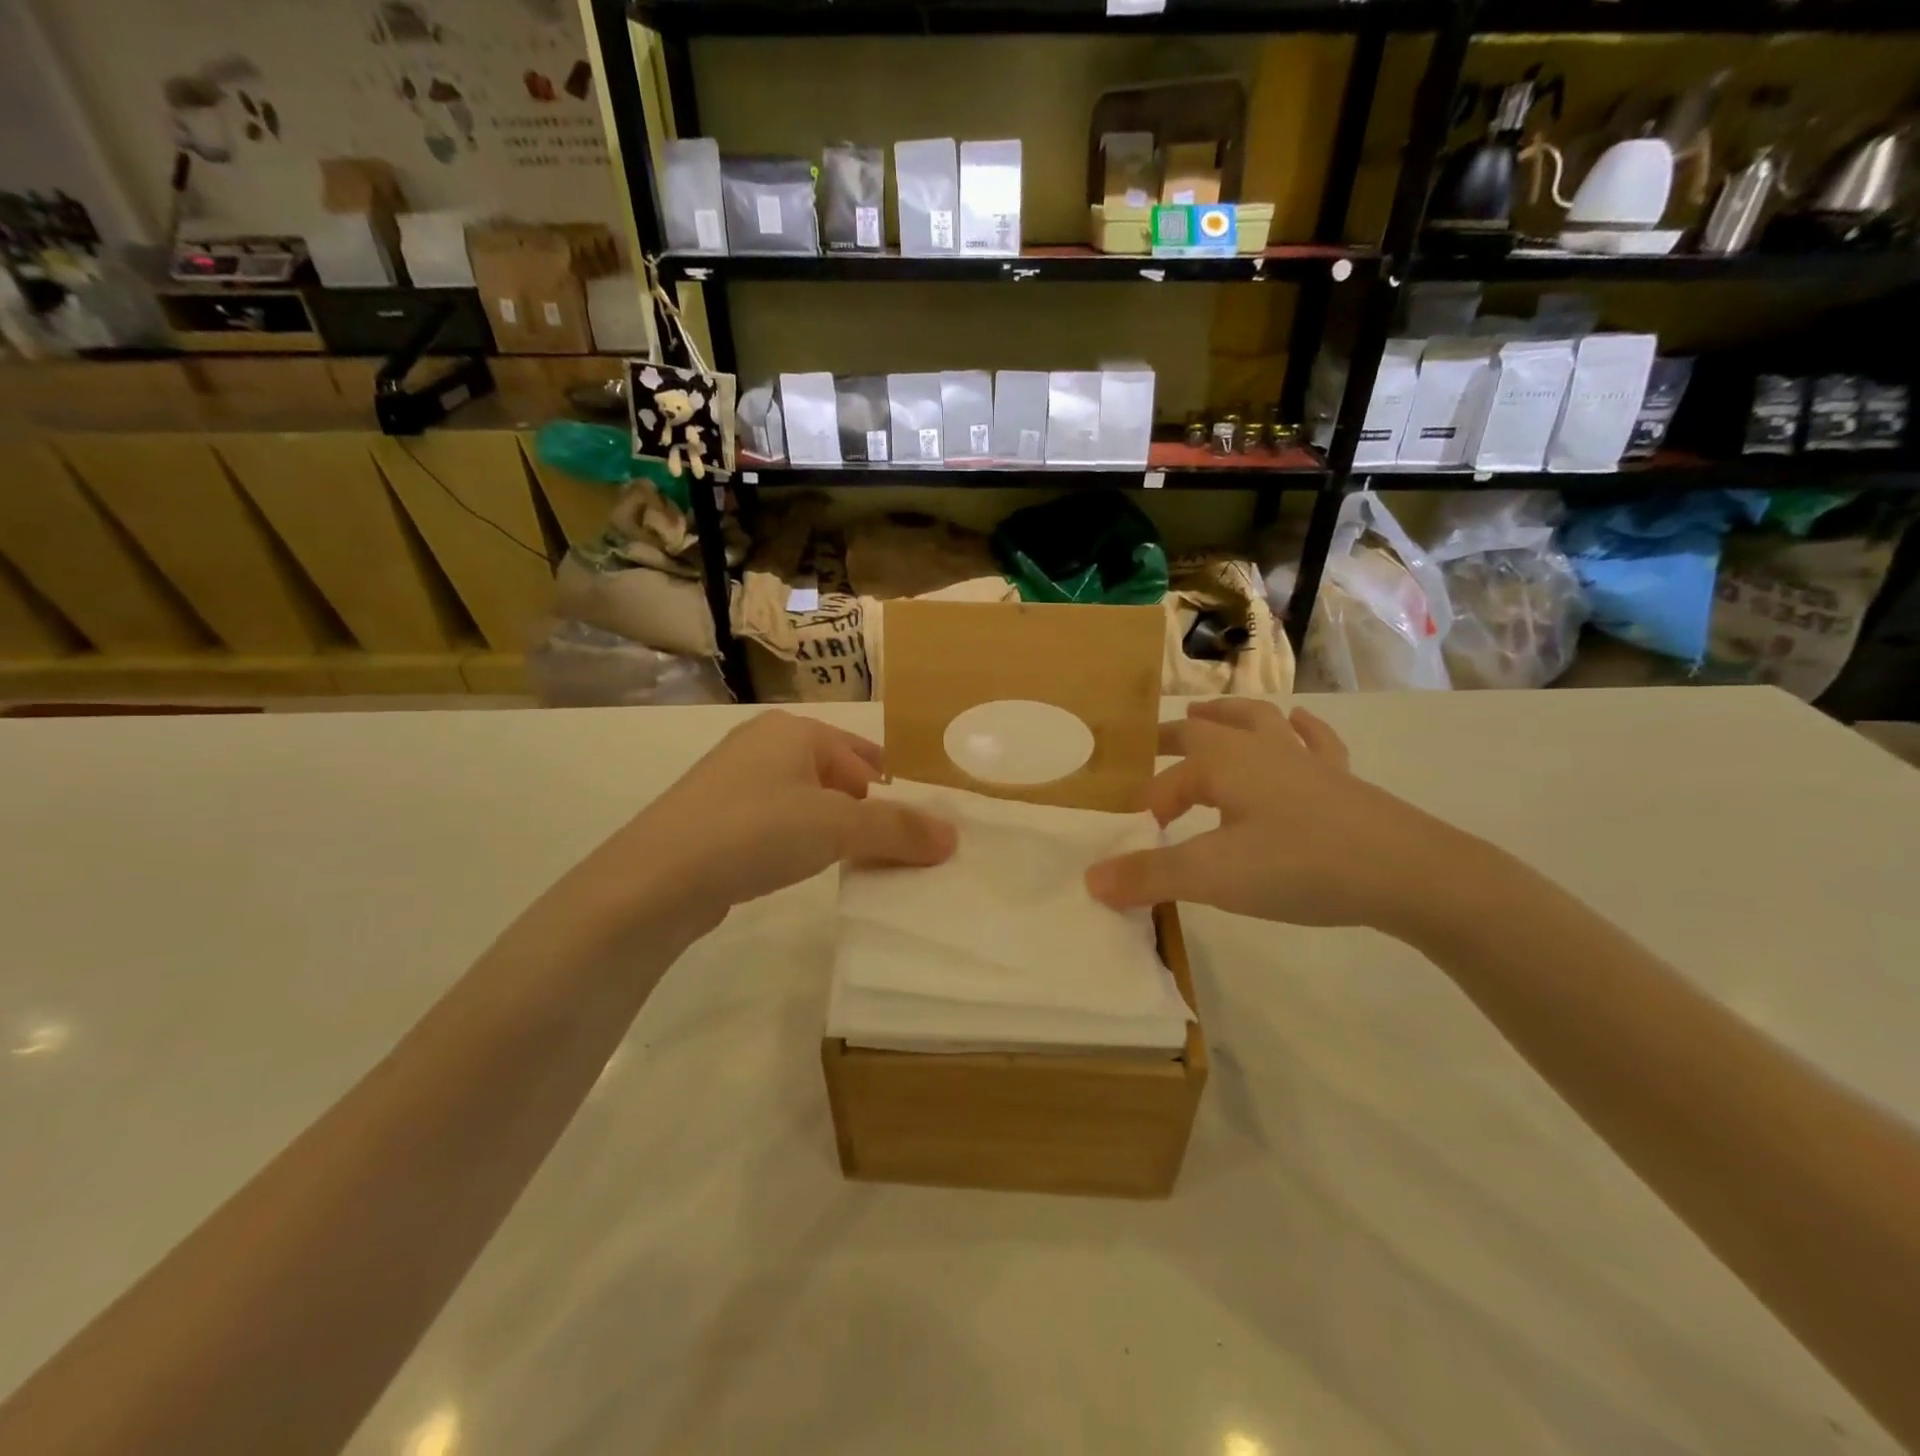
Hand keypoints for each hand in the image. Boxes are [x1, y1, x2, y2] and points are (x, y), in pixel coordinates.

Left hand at [592, 711, 956, 930]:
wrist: (656, 879)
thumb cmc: (756, 831)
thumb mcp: (838, 826)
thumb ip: (898, 829)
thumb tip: (953, 836)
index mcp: (794, 731)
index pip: (864, 755)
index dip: (894, 791)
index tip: (915, 830)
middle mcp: (762, 745)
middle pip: (836, 775)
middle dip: (865, 811)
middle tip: (890, 851)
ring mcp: (732, 781)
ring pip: (804, 800)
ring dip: (832, 829)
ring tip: (850, 863)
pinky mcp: (713, 819)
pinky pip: (774, 823)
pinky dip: (796, 842)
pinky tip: (797, 869)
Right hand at [1085, 699, 1466, 933]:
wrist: (1411, 873)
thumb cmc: (1301, 865)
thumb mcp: (1213, 875)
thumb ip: (1149, 876)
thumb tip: (1091, 880)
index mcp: (1224, 762)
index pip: (1169, 778)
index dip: (1148, 805)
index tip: (1138, 842)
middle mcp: (1262, 748)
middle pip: (1207, 728)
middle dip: (1175, 737)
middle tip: (1152, 745)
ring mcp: (1306, 761)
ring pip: (1258, 721)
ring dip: (1228, 716)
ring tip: (1206, 715)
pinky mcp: (1343, 780)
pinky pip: (1315, 742)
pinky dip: (1299, 730)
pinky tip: (1297, 724)